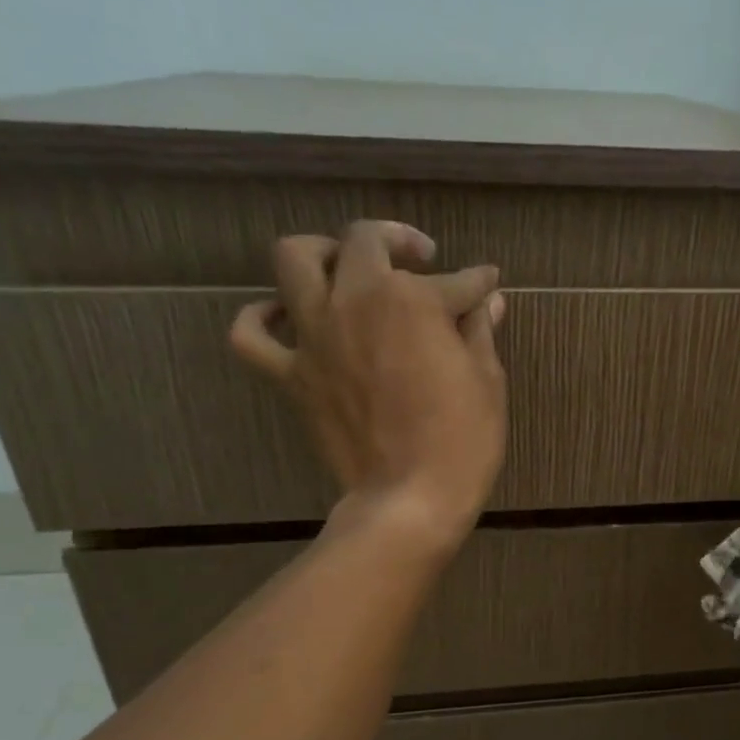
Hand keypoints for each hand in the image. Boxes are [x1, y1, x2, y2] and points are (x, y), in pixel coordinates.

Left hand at [230, 220, 505, 551]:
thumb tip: (489, 299)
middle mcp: (356, 300)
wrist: (410, 499)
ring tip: (343, 268)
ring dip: (321, 253)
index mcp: (412, 299)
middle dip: (397, 240)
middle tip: (418, 260)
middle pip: (363, 242)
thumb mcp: (487, 381)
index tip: (487, 284)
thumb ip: (480, 330)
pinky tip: (283, 316)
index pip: (455, 281)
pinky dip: (260, 318)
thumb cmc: (462, 441)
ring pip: (294, 260)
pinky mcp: (291, 375)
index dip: (477, 283)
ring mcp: (315, 336)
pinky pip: (251, 335)